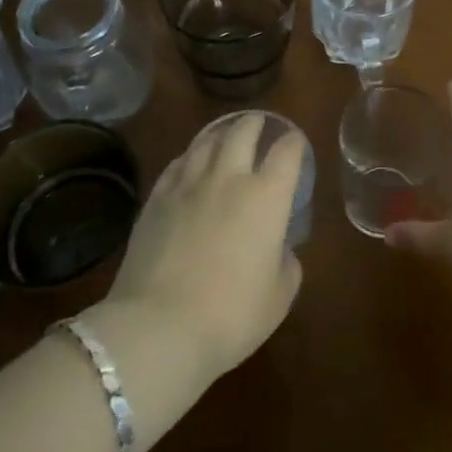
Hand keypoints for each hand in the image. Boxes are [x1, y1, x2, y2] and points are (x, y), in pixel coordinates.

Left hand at [101, 114, 303, 380]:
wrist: (159, 328)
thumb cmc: (231, 315)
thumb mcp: (279, 297)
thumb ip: (287, 264)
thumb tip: (280, 249)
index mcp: (268, 197)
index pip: (286, 152)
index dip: (294, 143)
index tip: (295, 144)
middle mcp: (230, 178)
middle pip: (243, 132)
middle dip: (256, 123)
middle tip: (259, 123)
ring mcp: (189, 185)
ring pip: (207, 141)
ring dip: (221, 132)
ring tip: (225, 134)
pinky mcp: (156, 198)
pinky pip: (177, 163)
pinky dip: (190, 156)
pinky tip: (190, 161)